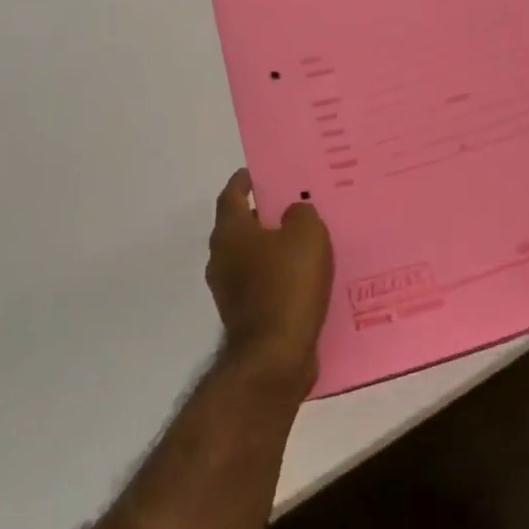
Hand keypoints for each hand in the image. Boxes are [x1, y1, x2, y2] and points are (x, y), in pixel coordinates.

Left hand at [206, 170, 334, 389]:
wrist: (275, 356)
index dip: (245, 180)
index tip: (262, 172)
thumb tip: (293, 212)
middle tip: (295, 204)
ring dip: (273, 248)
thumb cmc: (288, 285)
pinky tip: (306, 278)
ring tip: (307, 242)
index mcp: (230, 232)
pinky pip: (263, 284)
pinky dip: (279, 276)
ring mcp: (229, 290)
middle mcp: (221, 258)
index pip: (232, 194)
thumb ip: (301, 213)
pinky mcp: (245, 316)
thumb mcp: (306, 235)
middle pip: (241, 226)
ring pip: (252, 257)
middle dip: (265, 214)